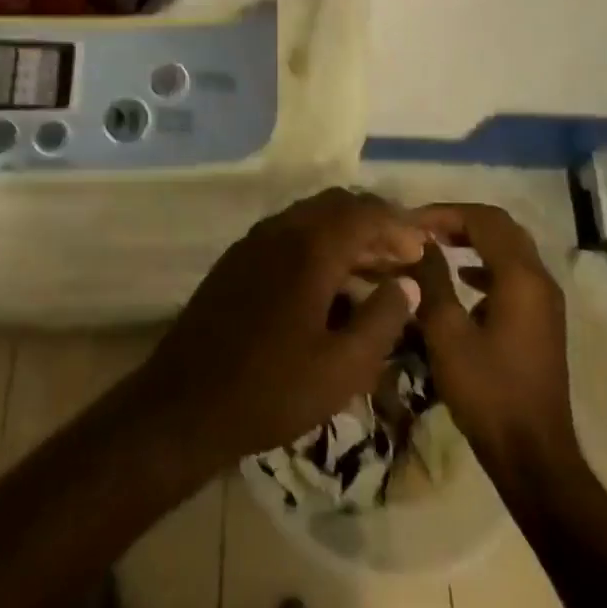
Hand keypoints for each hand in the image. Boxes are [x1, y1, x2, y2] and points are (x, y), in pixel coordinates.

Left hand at [134, 189, 427, 470]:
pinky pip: (288, 232)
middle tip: (400, 257)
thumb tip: (407, 284)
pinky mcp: (238, 258)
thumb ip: (381, 319)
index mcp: (310, 248)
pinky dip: (317, 242)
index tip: (420, 251)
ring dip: (344, 233)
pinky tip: (327, 282)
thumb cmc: (271, 390)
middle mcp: (281, 230)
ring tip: (371, 271)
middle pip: (337, 205)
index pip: (364, 212)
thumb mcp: (342, 368)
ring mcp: (254, 240)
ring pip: (311, 216)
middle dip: (373, 223)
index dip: (398, 225)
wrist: (186, 402)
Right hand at [410, 203, 580, 482]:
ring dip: (473, 239)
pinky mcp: (541, 320)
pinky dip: (485, 263)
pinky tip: (462, 278)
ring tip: (435, 245)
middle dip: (460, 220)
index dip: (445, 212)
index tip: (410, 221)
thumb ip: (431, 280)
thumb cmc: (487, 391)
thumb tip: (417, 243)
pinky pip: (513, 273)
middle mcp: (539, 279)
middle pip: (500, 227)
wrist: (532, 455)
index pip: (483, 219)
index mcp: (520, 276)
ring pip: (509, 248)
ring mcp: (545, 301)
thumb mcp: (447, 332)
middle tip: (423, 228)